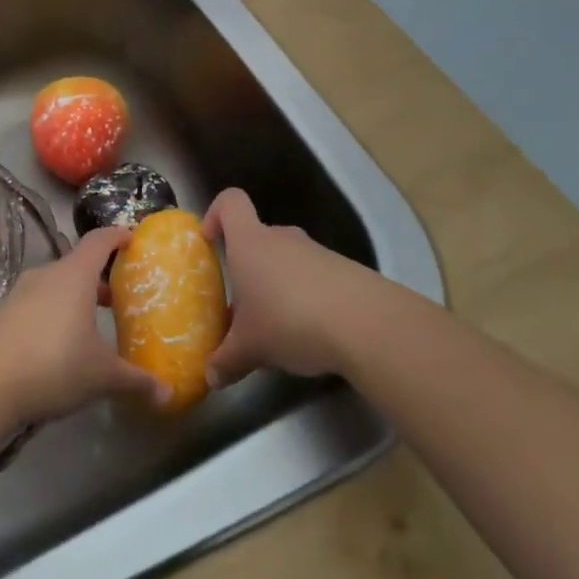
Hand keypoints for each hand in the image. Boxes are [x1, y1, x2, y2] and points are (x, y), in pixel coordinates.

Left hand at [0, 227, 171, 423]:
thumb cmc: (55, 365)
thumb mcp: (103, 376)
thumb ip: (137, 381)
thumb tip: (168, 395)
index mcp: (74, 275)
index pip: (99, 240)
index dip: (118, 236)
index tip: (134, 240)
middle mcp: (47, 275)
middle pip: (77, 264)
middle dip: (100, 277)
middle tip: (120, 296)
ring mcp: (21, 293)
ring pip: (56, 285)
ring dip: (76, 297)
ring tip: (93, 323)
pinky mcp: (4, 314)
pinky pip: (37, 304)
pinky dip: (54, 313)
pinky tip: (61, 344)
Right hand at [203, 188, 389, 384]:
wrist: (368, 325)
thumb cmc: (290, 320)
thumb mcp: (251, 347)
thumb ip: (227, 359)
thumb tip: (211, 377)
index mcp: (250, 242)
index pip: (231, 202)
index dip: (217, 214)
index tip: (210, 241)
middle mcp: (283, 238)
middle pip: (259, 238)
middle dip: (249, 268)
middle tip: (243, 305)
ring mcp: (318, 252)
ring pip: (288, 261)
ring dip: (279, 287)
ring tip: (278, 327)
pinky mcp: (347, 271)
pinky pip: (316, 278)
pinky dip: (309, 298)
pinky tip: (313, 333)